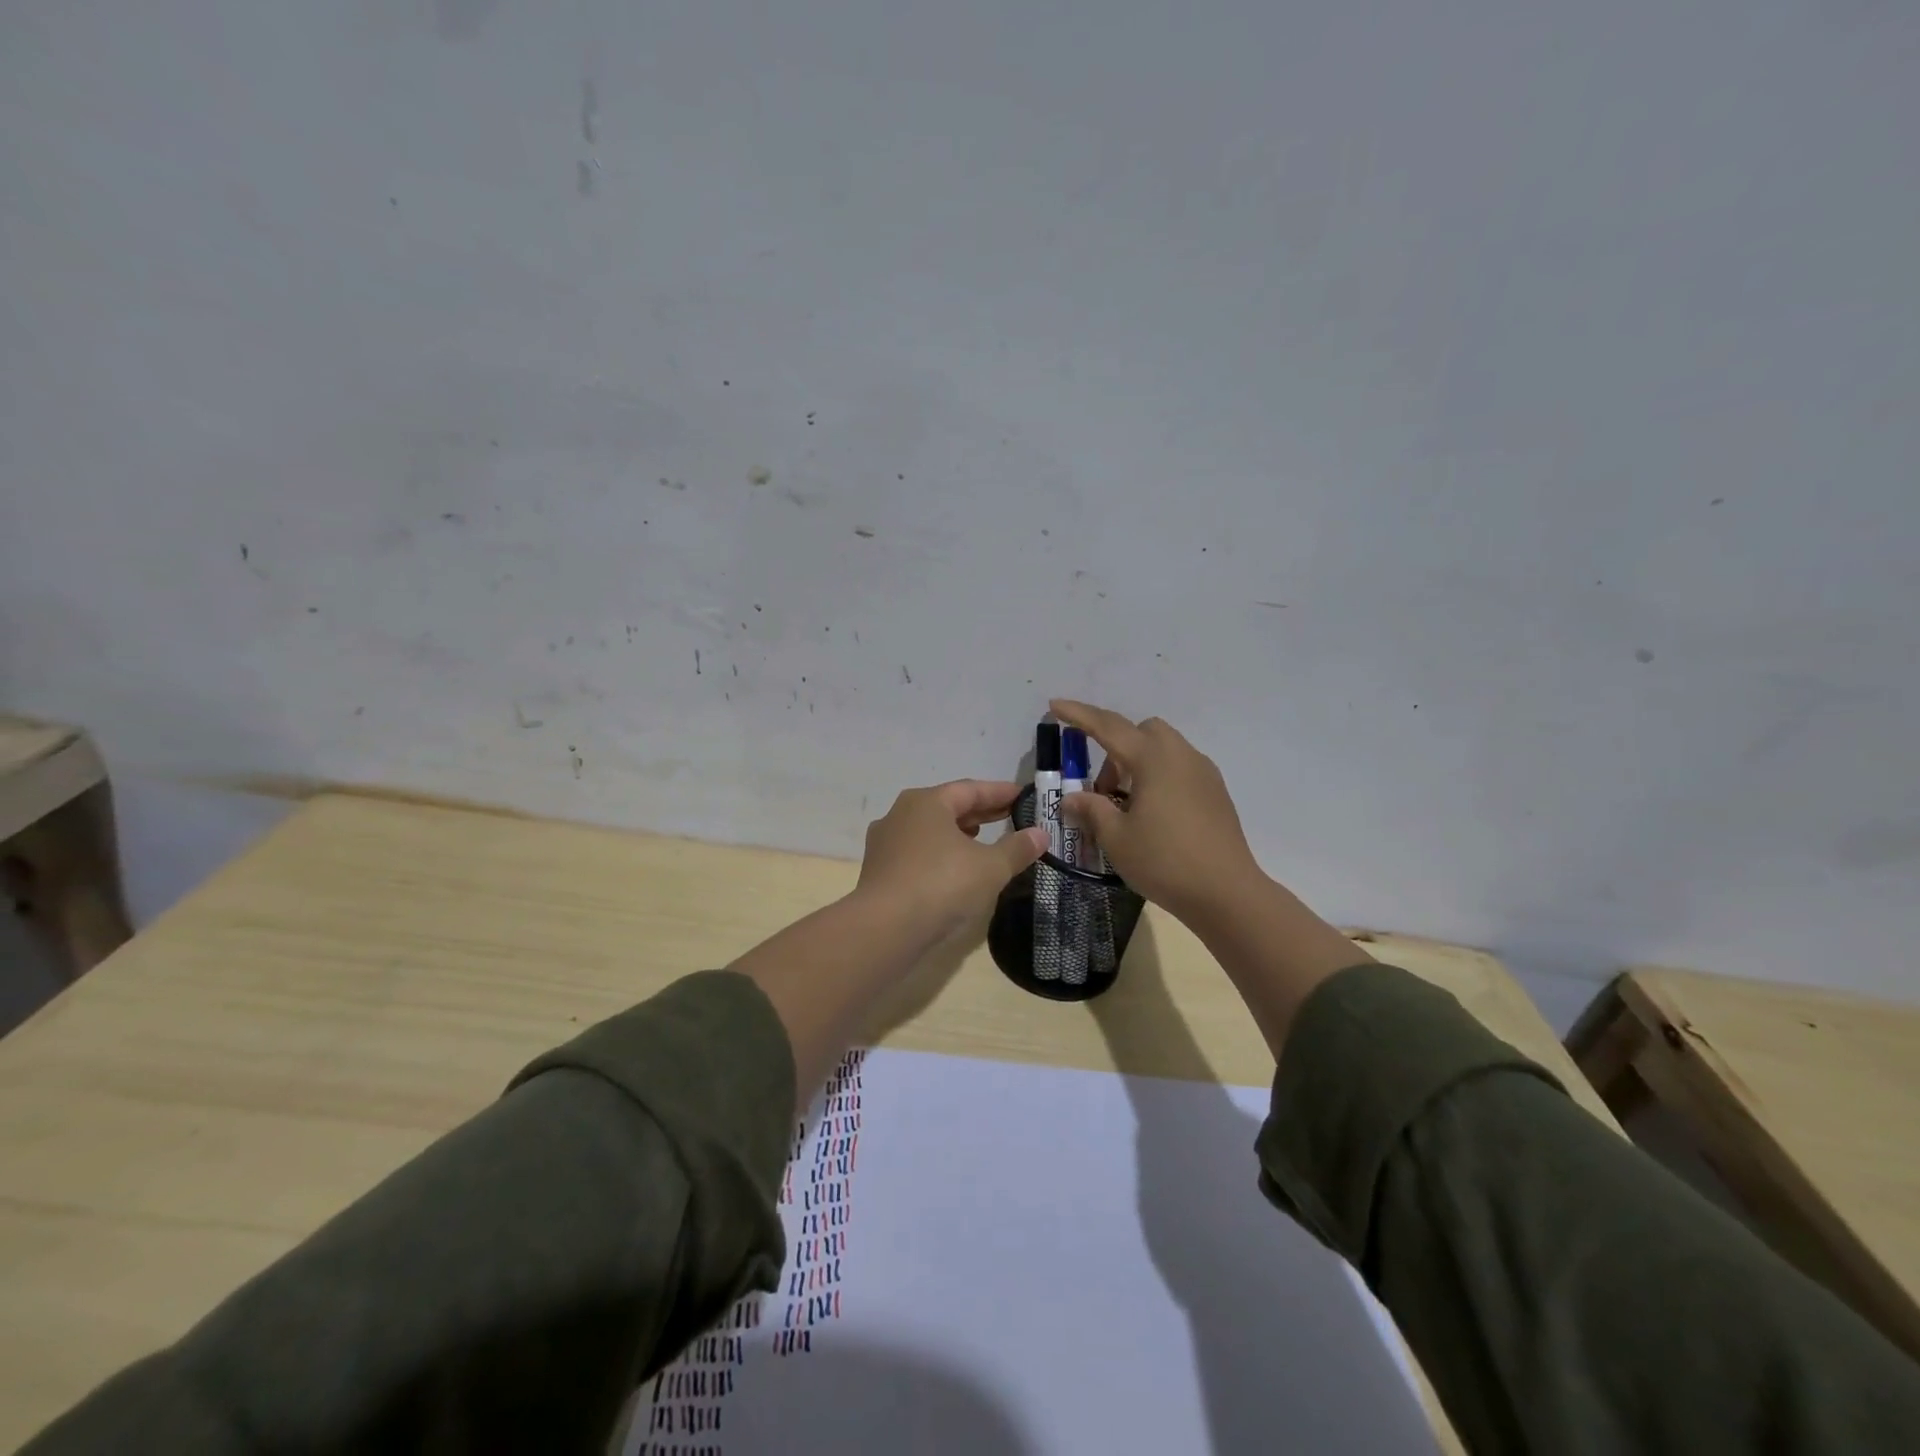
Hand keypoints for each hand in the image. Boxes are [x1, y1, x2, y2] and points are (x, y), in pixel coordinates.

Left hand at [855, 780, 1048, 940]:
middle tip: (1008, 816)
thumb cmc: (942, 885)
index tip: (1022, 796)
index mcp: (927, 802)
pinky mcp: (880, 871)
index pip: (970, 789)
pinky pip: (918, 853)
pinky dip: (940, 854)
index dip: (999, 792)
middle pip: (948, 807)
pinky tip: (955, 870)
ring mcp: (886, 843)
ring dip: (958, 833)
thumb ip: (1017, 848)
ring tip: (983, 840)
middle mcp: (901, 814)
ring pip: (930, 830)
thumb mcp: (990, 867)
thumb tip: (1040, 834)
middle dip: (979, 812)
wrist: (885, 928)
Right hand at [1050, 700, 1264, 925]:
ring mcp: (1203, 772)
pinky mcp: (1215, 792)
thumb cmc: (1165, 861)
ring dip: (1137, 763)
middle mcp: (1181, 755)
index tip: (1054, 705)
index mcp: (1153, 759)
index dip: (1078, 715)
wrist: (1227, 893)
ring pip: (1163, 748)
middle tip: (1102, 788)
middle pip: (1141, 731)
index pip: (1107, 727)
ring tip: (1125, 805)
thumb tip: (1072, 798)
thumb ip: (1092, 810)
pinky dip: (1158, 776)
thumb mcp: (1116, 838)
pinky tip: (1153, 814)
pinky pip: (1179, 767)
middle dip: (1114, 747)